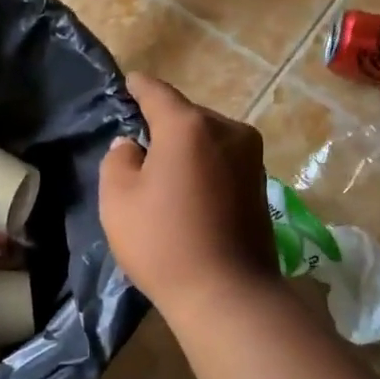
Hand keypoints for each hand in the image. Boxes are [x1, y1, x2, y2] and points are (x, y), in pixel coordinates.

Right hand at [99, 74, 278, 322]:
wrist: (228, 294)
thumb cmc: (163, 242)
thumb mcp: (117, 199)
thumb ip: (118, 160)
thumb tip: (132, 146)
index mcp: (189, 126)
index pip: (157, 92)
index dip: (138, 87)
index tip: (128, 84)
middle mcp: (227, 130)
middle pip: (186, 116)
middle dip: (163, 126)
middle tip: (139, 147)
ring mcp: (251, 157)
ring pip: (208, 139)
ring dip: (187, 149)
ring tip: (164, 174)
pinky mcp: (261, 184)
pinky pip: (223, 161)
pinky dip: (205, 167)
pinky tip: (190, 193)